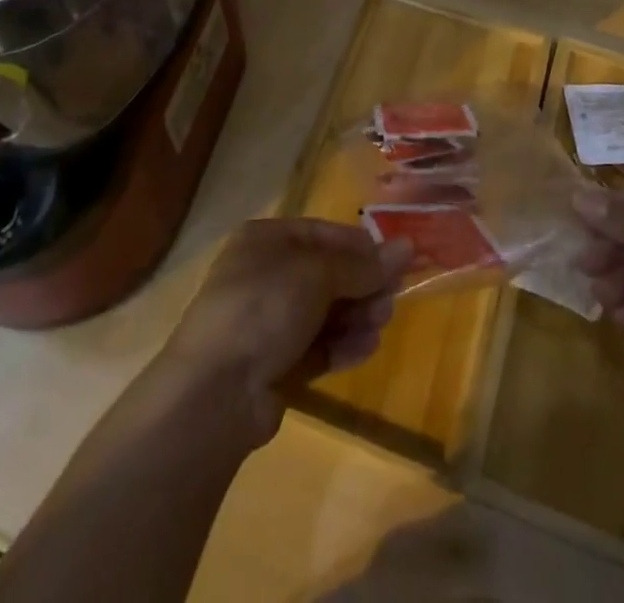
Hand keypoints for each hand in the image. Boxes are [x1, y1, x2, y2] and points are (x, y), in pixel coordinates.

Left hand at [159, 218, 410, 446]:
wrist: (216, 390)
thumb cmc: (265, 307)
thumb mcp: (318, 274)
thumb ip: (364, 265)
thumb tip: (407, 247)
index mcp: (266, 240)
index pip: (322, 234)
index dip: (360, 246)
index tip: (398, 259)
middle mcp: (265, 275)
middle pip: (326, 274)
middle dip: (362, 286)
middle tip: (392, 299)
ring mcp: (267, 323)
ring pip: (324, 312)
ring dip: (356, 316)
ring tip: (380, 325)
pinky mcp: (274, 365)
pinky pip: (317, 347)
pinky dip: (342, 346)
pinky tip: (366, 349)